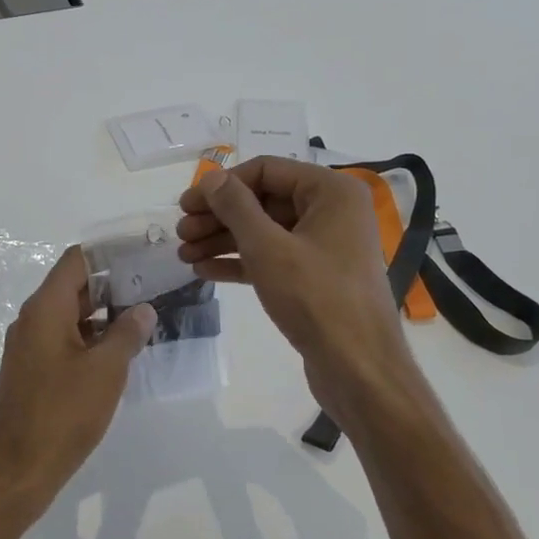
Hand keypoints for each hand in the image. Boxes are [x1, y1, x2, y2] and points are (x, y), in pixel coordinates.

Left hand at [0, 247, 154, 503]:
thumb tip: (143, 310)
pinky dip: (90, 338)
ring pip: (69, 315)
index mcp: (45, 309)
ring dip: (103, 314)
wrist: (18, 470)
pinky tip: (119, 351)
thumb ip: (127, 334)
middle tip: (153, 286)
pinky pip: (63, 340)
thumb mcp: (106, 371)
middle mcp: (32, 320)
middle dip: (112, 284)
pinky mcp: (32, 371)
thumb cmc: (63, 414)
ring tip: (144, 317)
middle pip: (73, 286)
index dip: (109, 253)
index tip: (142, 254)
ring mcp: (29, 347)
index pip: (76, 261)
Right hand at [177, 158, 422, 424]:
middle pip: (263, 201)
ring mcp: (325, 247)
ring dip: (222, 240)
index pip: (266, 170)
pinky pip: (272, 259)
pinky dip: (240, 263)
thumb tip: (211, 177)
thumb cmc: (315, 297)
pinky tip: (205, 271)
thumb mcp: (268, 247)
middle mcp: (332, 212)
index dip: (223, 185)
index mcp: (331, 191)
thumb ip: (236, 207)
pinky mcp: (315, 278)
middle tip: (180, 232)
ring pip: (264, 232)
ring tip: (184, 254)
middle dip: (219, 216)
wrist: (358, 368)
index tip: (187, 204)